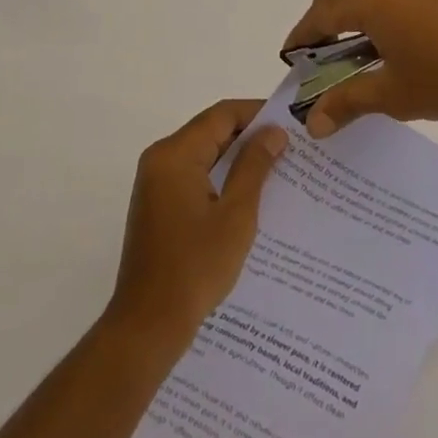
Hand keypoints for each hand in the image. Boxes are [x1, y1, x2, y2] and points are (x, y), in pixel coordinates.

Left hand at [107, 100, 287, 344]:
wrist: (148, 323)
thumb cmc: (195, 268)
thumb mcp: (235, 215)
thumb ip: (254, 167)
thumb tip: (273, 132)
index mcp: (175, 154)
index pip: (220, 115)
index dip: (256, 114)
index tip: (290, 122)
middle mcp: (160, 158)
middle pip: (210, 131)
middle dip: (248, 136)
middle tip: (289, 147)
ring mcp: (155, 182)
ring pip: (203, 154)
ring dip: (236, 158)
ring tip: (277, 168)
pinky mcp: (157, 203)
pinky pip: (193, 175)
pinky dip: (220, 177)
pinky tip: (248, 194)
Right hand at [282, 0, 437, 136]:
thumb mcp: (396, 96)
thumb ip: (348, 102)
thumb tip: (313, 122)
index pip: (319, 14)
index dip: (301, 36)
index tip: (292, 57)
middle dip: (324, 16)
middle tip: (326, 52)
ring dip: (359, 7)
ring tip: (369, 46)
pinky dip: (393, 5)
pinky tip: (416, 36)